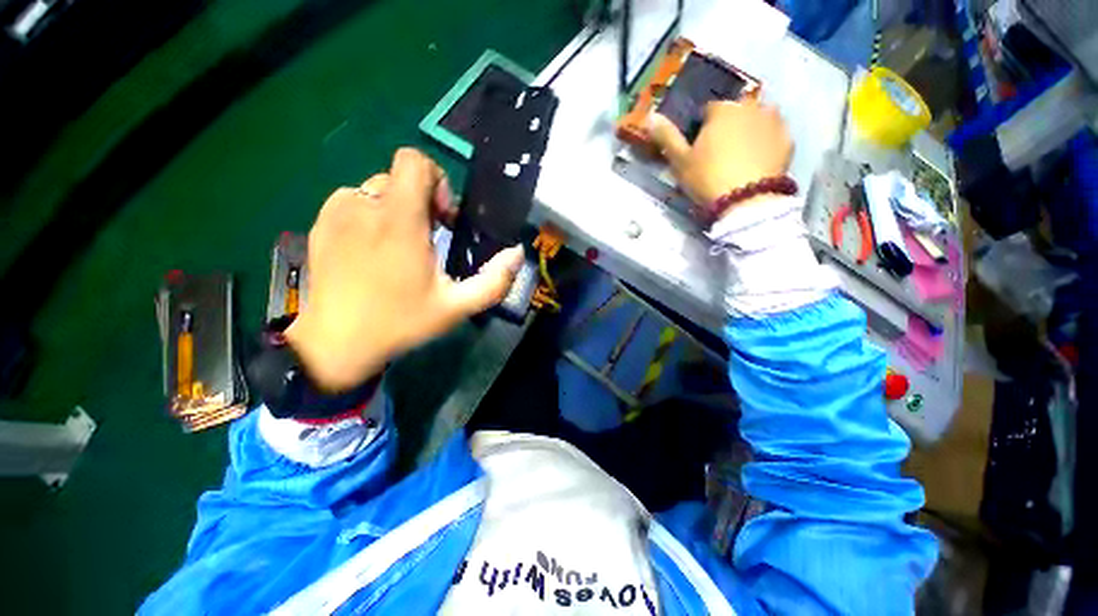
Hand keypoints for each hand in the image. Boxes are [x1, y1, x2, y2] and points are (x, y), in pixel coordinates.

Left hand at [285, 148, 523, 391]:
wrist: (336, 343)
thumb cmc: (400, 322)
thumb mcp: (457, 307)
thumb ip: (494, 280)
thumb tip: (517, 252)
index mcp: (399, 221)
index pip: (414, 161)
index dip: (437, 180)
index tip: (443, 218)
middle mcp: (364, 206)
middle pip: (400, 178)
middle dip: (421, 202)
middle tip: (428, 240)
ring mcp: (336, 212)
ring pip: (377, 190)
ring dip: (396, 210)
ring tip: (399, 248)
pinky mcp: (320, 223)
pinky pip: (353, 202)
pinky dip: (370, 216)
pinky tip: (372, 251)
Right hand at [647, 98, 792, 208]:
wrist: (746, 201)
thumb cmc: (708, 178)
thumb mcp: (680, 161)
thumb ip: (667, 137)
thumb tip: (650, 116)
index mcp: (722, 110)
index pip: (708, 110)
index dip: (702, 128)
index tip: (699, 147)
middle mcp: (750, 106)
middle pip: (735, 112)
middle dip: (728, 126)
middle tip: (721, 153)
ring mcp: (773, 121)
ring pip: (757, 119)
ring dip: (749, 129)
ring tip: (741, 156)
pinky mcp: (788, 139)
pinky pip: (774, 134)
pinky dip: (766, 142)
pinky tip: (758, 161)